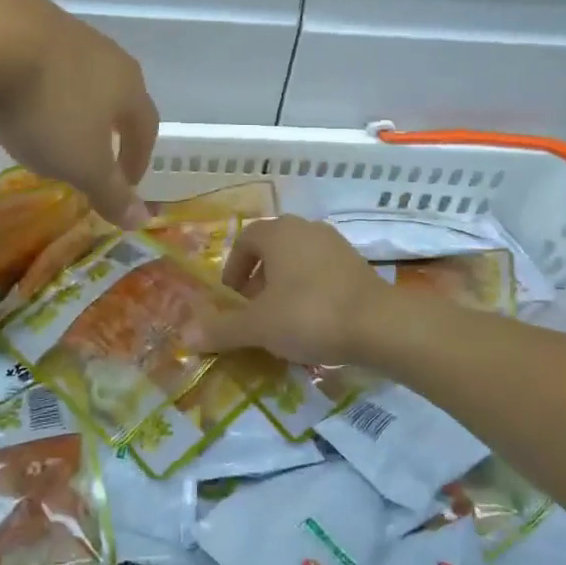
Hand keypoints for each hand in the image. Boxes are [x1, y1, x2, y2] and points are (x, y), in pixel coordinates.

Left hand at [0, 0, 158, 228]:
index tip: (125, 184)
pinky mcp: (22, 19)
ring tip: (35, 139)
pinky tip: (1, 107)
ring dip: (60, 112)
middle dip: (97, 133)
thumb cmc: (49, 107)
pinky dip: (27, 92)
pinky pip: (34, 66)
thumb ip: (111, 192)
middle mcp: (104, 54)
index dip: (137, 159)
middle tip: (82, 161)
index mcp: (128, 87)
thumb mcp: (82, 164)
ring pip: (71, 82)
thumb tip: (142, 219)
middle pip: (110, 99)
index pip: (145, 127)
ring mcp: (63, 32)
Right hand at [193, 215, 394, 366]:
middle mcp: (306, 229)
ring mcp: (335, 244)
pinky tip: (313, 322)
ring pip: (297, 261)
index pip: (245, 240)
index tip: (232, 299)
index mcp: (278, 233)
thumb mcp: (259, 326)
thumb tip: (185, 335)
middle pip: (272, 250)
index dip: (233, 269)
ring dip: (284, 286)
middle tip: (254, 312)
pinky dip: (310, 292)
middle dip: (258, 279)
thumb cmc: (309, 315)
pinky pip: (321, 273)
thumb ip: (222, 329)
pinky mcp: (357, 265)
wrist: (380, 325)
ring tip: (282, 321)